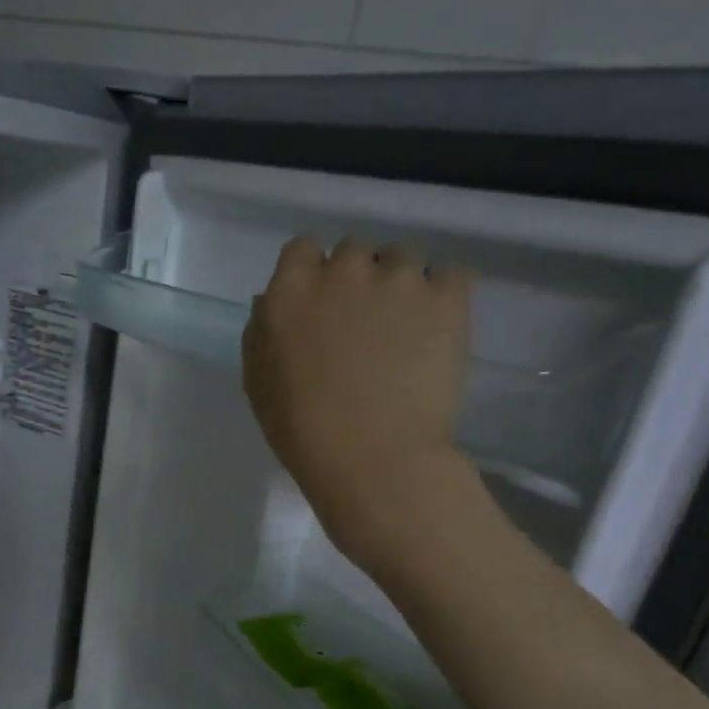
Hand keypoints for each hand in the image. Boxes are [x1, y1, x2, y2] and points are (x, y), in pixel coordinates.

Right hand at [243, 236, 475, 571]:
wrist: (373, 459)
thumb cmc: (302, 431)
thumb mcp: (258, 384)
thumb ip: (262, 333)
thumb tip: (271, 302)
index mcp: (290, 290)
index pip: (301, 249)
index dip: (311, 274)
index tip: (318, 307)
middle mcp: (343, 270)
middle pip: (352, 252)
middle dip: (355, 280)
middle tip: (361, 324)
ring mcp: (399, 279)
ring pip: (402, 259)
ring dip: (399, 284)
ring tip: (405, 330)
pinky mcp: (447, 297)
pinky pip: (450, 274)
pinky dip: (443, 294)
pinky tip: (436, 329)